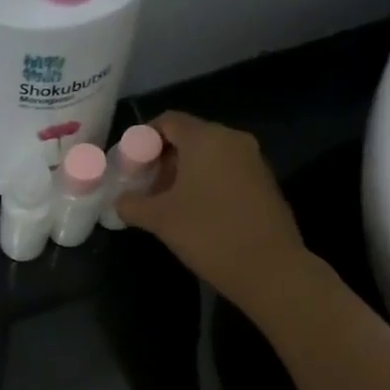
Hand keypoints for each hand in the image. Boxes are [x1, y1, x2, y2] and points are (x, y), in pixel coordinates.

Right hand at [114, 111, 311, 309]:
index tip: (129, 164)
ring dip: (183, 173)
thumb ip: (131, 204)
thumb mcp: (159, 219)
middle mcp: (232, 140)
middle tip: (143, 185)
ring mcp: (253, 160)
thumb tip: (120, 201)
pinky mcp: (264, 182)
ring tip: (165, 202)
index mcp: (206, 138)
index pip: (167, 121)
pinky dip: (206, 183)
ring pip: (208, 156)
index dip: (142, 138)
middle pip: (189, 137)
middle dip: (162, 158)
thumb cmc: (208, 233)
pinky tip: (194, 212)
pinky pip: (226, 171)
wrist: (269, 268)